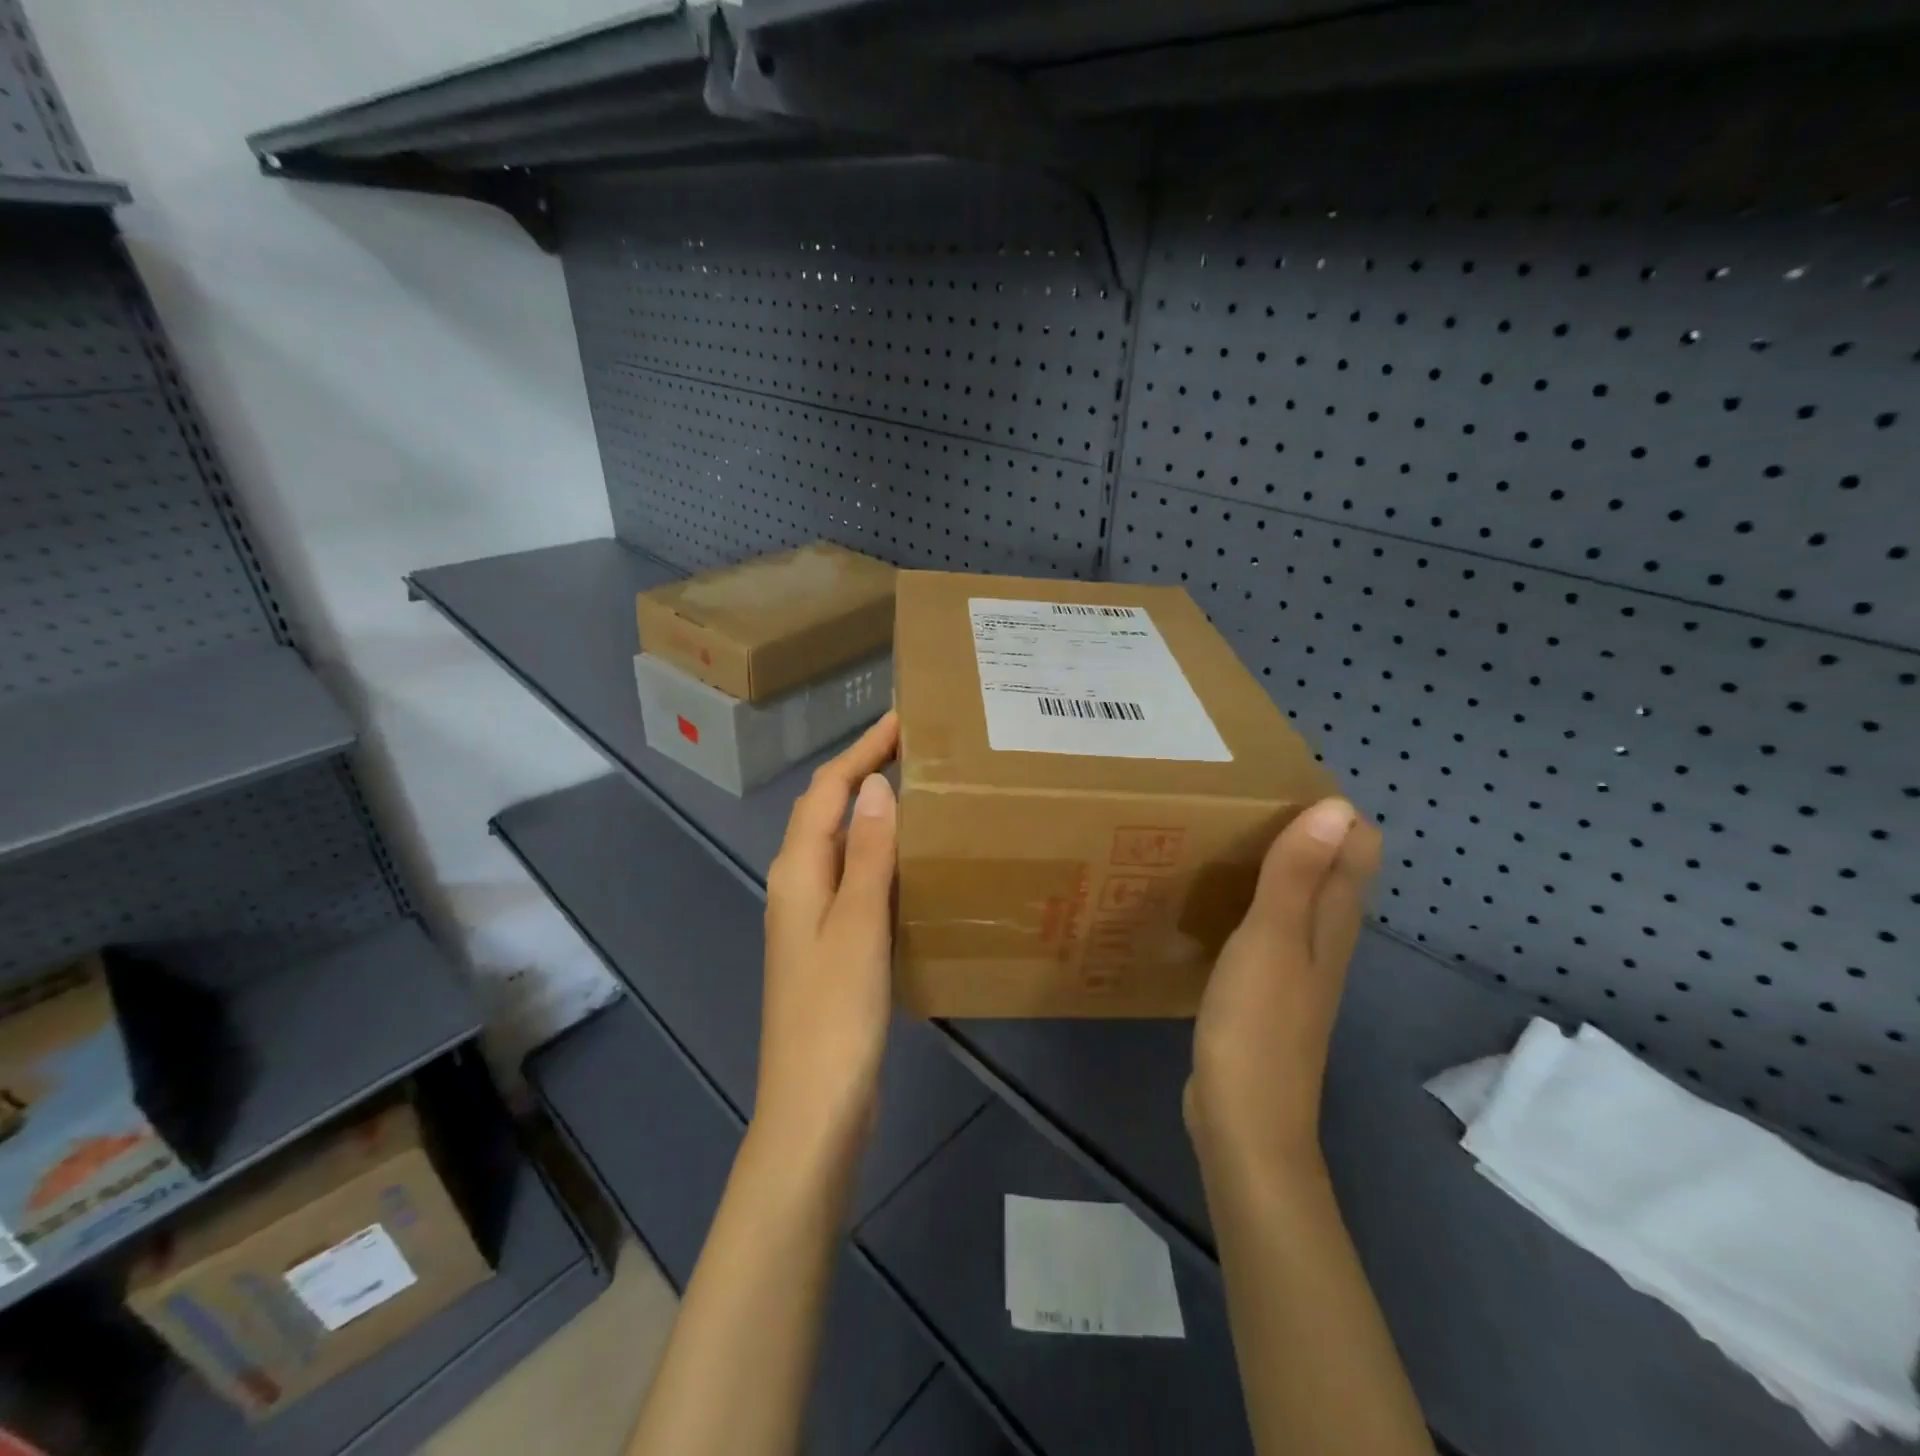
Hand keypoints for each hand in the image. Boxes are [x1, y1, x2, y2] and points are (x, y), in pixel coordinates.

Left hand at [756, 712, 900, 1158]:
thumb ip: (868, 854)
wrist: (814, 1109)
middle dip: (865, 772)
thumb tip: (876, 785)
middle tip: (917, 749)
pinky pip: (855, 880)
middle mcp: (797, 886)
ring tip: (921, 792)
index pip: (828, 791)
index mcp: (797, 873)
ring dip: (873, 813)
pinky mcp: (829, 945)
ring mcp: (812, 918)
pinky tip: (912, 863)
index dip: (861, 750)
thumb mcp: (858, 926)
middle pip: (829, 812)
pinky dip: (880, 856)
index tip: (902, 719)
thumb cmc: (835, 1015)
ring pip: (842, 846)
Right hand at [1185, 797, 1381, 1173]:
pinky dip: (1250, 899)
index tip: (1276, 781)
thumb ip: (1298, 875)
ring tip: (1221, 835)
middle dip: (1298, 829)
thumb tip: (1337, 806)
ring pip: (1297, 897)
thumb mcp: (1271, 940)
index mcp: (1333, 921)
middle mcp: (1325, 938)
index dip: (1330, 811)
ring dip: (1272, 864)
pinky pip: (1267, 926)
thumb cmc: (1257, 1024)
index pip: (1357, 847)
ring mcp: (1296, 967)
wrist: (1244, 1121)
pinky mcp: (1266, 990)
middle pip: (1329, 869)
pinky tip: (1213, 898)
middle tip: (1238, 800)